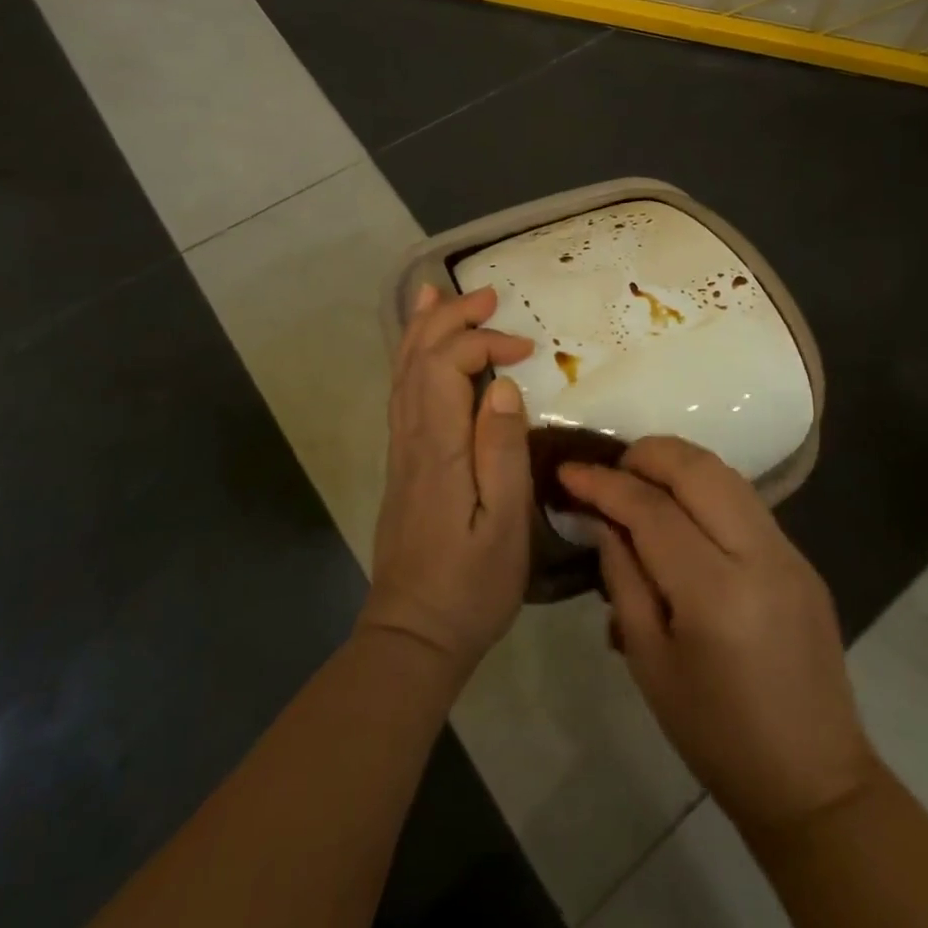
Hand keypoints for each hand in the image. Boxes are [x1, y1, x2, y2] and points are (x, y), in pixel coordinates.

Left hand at [360, 284, 535, 678]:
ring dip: (424, 328)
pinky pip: (402, 391)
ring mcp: (402, 448)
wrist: (413, 634)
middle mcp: (412, 437)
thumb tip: (505, 386)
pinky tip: (421, 349)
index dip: (484, 343)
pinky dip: (412, 357)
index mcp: (439, 448)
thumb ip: (503, 452)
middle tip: (490, 296)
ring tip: (440, 293)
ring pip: (404, 370)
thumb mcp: (505, 525)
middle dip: (452, 318)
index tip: (526, 351)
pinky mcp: (403, 461)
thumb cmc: (471, 585)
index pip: (448, 366)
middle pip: (420, 358)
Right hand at [560, 438, 876, 834]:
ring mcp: (789, 552)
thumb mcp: (650, 662)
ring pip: (725, 473)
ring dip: (677, 464)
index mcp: (716, 594)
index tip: (568, 471)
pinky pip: (744, 500)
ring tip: (639, 482)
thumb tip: (602, 518)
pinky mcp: (802, 557)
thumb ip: (623, 577)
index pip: (651, 510)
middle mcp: (760, 556)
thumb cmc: (715, 734)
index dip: (604, 484)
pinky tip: (681, 511)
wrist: (813, 779)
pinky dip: (704, 488)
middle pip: (697, 468)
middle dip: (645, 454)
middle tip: (609, 470)